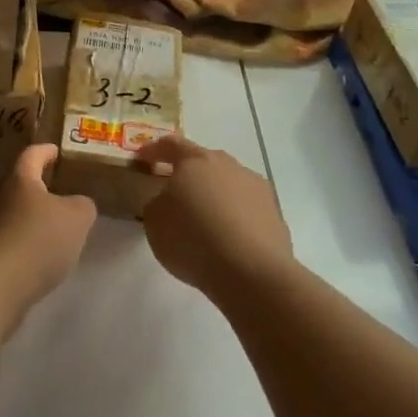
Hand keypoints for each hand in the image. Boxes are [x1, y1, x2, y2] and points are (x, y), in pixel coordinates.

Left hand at [0, 144, 96, 313]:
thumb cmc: (38, 240)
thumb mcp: (77, 218)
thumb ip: (83, 205)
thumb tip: (77, 205)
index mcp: (19, 181)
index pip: (32, 155)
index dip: (46, 151)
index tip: (57, 152)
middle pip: (19, 186)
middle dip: (40, 189)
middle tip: (62, 195)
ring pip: (13, 216)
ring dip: (32, 220)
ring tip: (55, 231)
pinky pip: (9, 242)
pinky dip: (25, 245)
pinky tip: (39, 260)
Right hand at [133, 136, 292, 294]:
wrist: (251, 271)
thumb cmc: (193, 239)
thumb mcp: (154, 222)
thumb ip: (157, 202)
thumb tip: (169, 200)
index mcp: (196, 161)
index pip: (171, 145)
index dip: (154, 150)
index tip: (143, 159)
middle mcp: (228, 165)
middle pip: (204, 162)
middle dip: (188, 174)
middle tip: (175, 192)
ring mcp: (255, 186)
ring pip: (228, 183)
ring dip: (214, 194)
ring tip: (204, 220)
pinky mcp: (274, 211)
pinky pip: (246, 207)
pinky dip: (234, 216)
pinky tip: (228, 238)